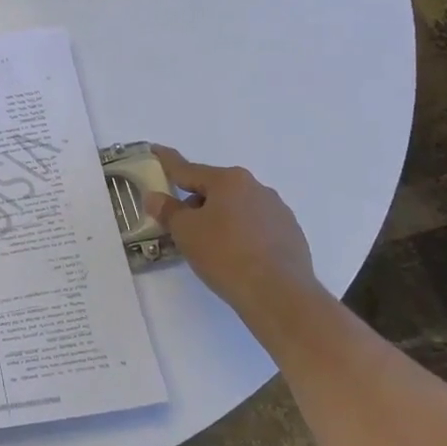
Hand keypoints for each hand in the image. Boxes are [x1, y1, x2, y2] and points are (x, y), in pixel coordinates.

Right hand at [143, 147, 321, 308]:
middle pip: (215, 189)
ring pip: (237, 208)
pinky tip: (237, 257)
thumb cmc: (225, 255)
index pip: (188, 168)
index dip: (167, 161)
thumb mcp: (185, 232)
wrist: (280, 295)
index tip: (155, 150)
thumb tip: (155, 196)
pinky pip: (256, 226)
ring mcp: (278, 210)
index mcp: (228, 180)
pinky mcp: (291, 234)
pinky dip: (241, 234)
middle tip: (180, 226)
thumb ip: (168, 210)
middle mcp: (256, 187)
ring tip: (210, 246)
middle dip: (195, 202)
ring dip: (220, 218)